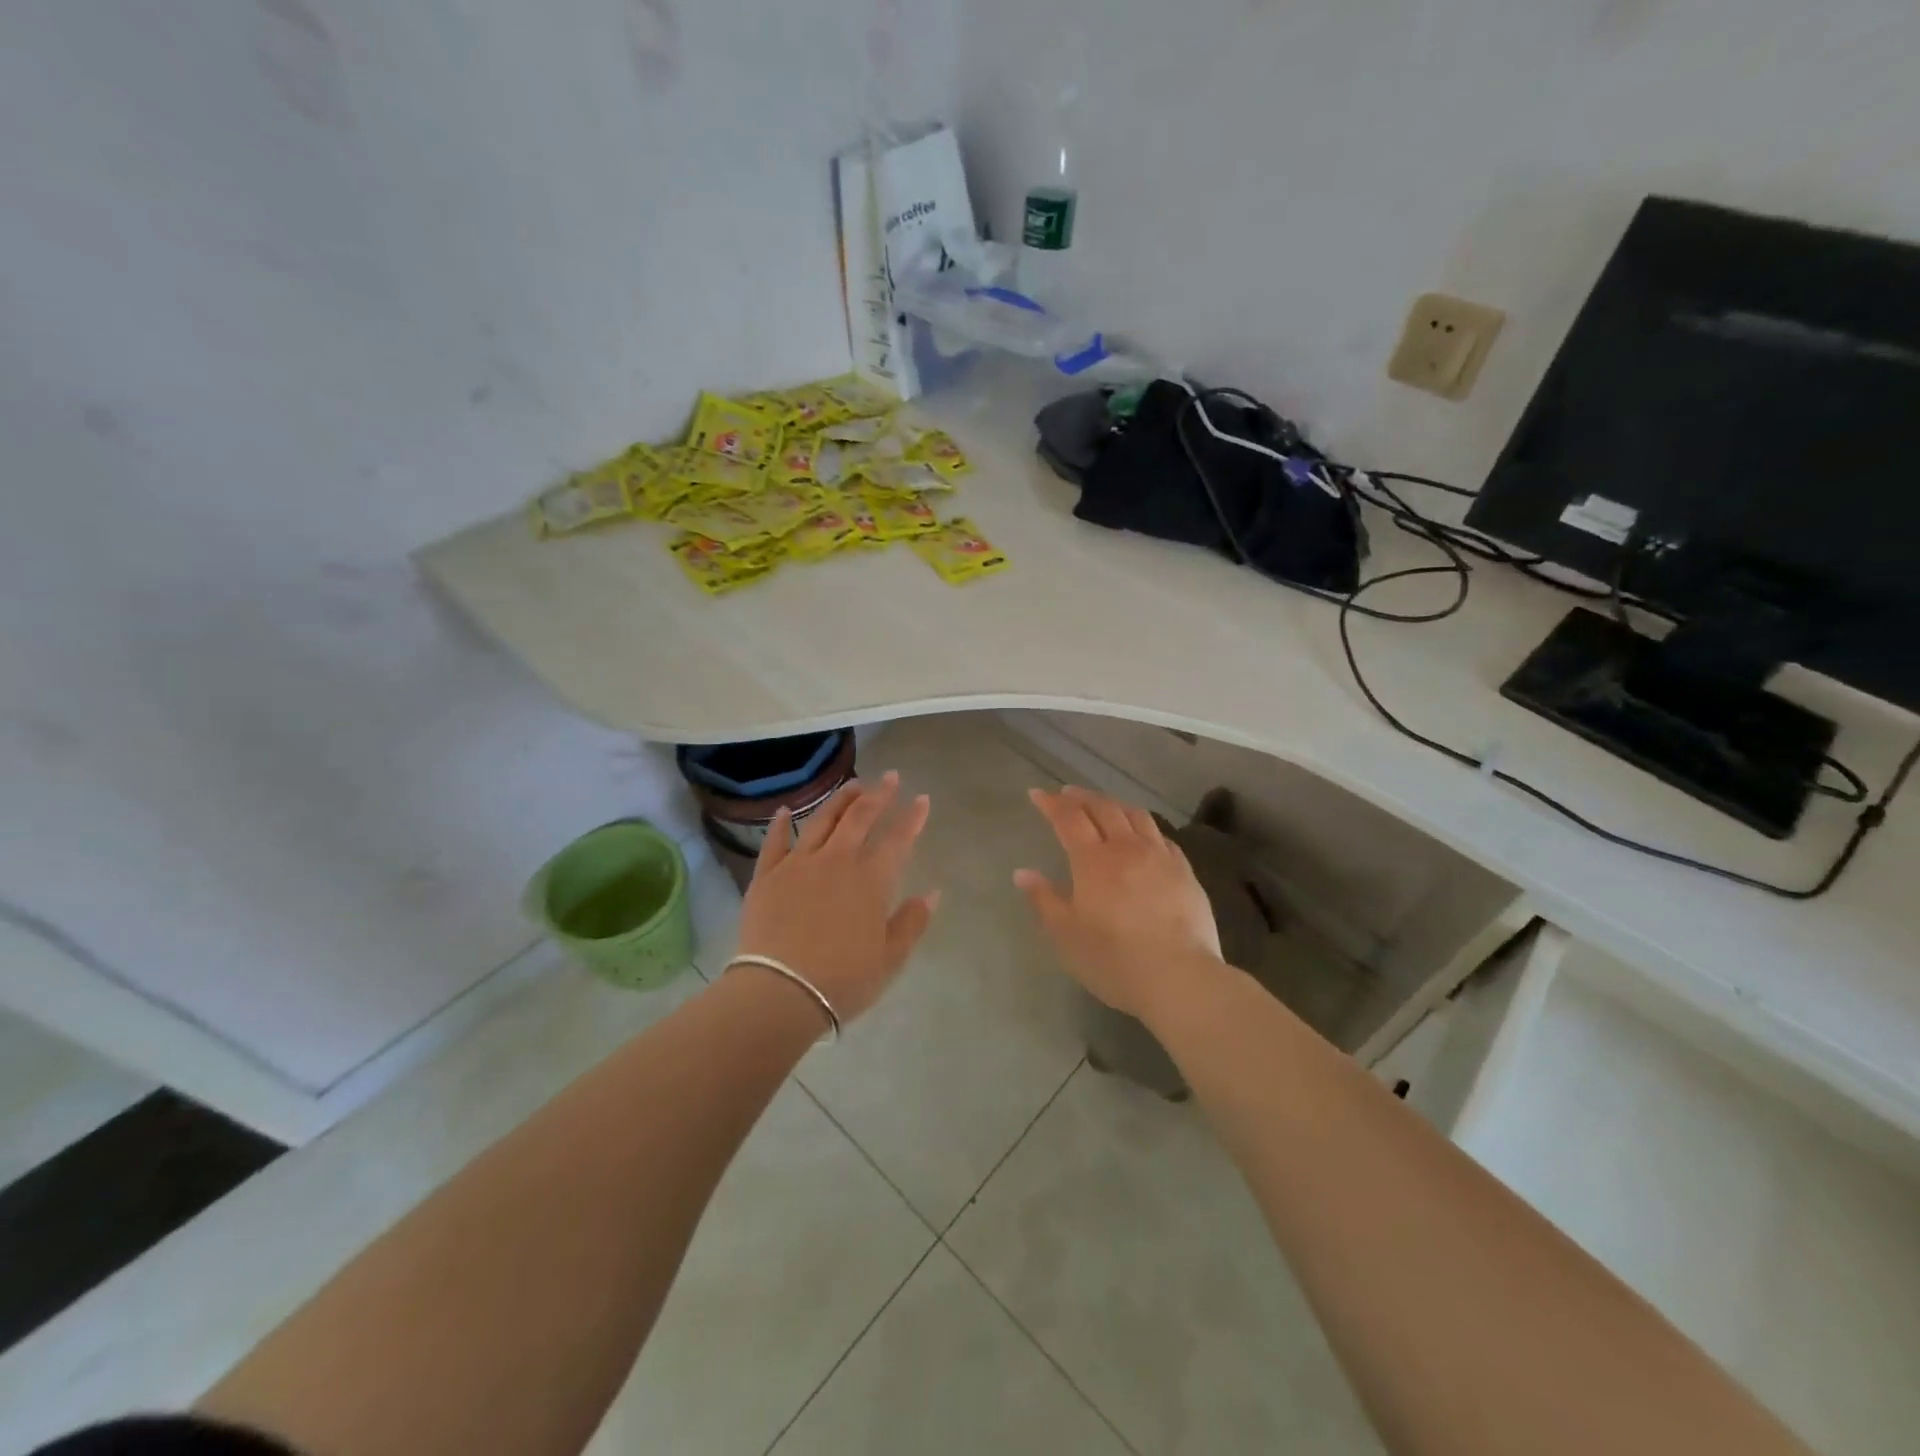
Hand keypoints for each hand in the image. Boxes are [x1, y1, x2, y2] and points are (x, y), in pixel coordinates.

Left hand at [734, 771, 939, 1023]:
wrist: (781, 992)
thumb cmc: (843, 980)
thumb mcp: (890, 958)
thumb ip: (912, 922)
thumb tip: (932, 893)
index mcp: (871, 880)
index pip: (897, 839)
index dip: (912, 818)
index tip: (922, 799)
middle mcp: (837, 860)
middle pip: (860, 818)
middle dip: (879, 795)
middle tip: (891, 778)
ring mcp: (799, 864)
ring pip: (822, 820)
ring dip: (841, 799)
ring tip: (853, 785)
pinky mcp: (768, 875)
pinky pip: (775, 842)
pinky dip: (781, 824)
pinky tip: (785, 810)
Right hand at [1015, 786, 1224, 1023]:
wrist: (1179, 977)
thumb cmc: (1113, 959)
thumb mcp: (1066, 935)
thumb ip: (1044, 899)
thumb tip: (1023, 873)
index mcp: (1093, 860)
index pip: (1069, 819)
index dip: (1051, 803)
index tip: (1037, 794)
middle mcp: (1127, 848)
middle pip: (1103, 808)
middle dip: (1082, 797)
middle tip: (1067, 793)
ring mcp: (1160, 857)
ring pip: (1136, 816)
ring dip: (1114, 804)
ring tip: (1103, 805)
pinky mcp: (1185, 872)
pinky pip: (1162, 836)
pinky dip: (1144, 826)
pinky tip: (1142, 835)